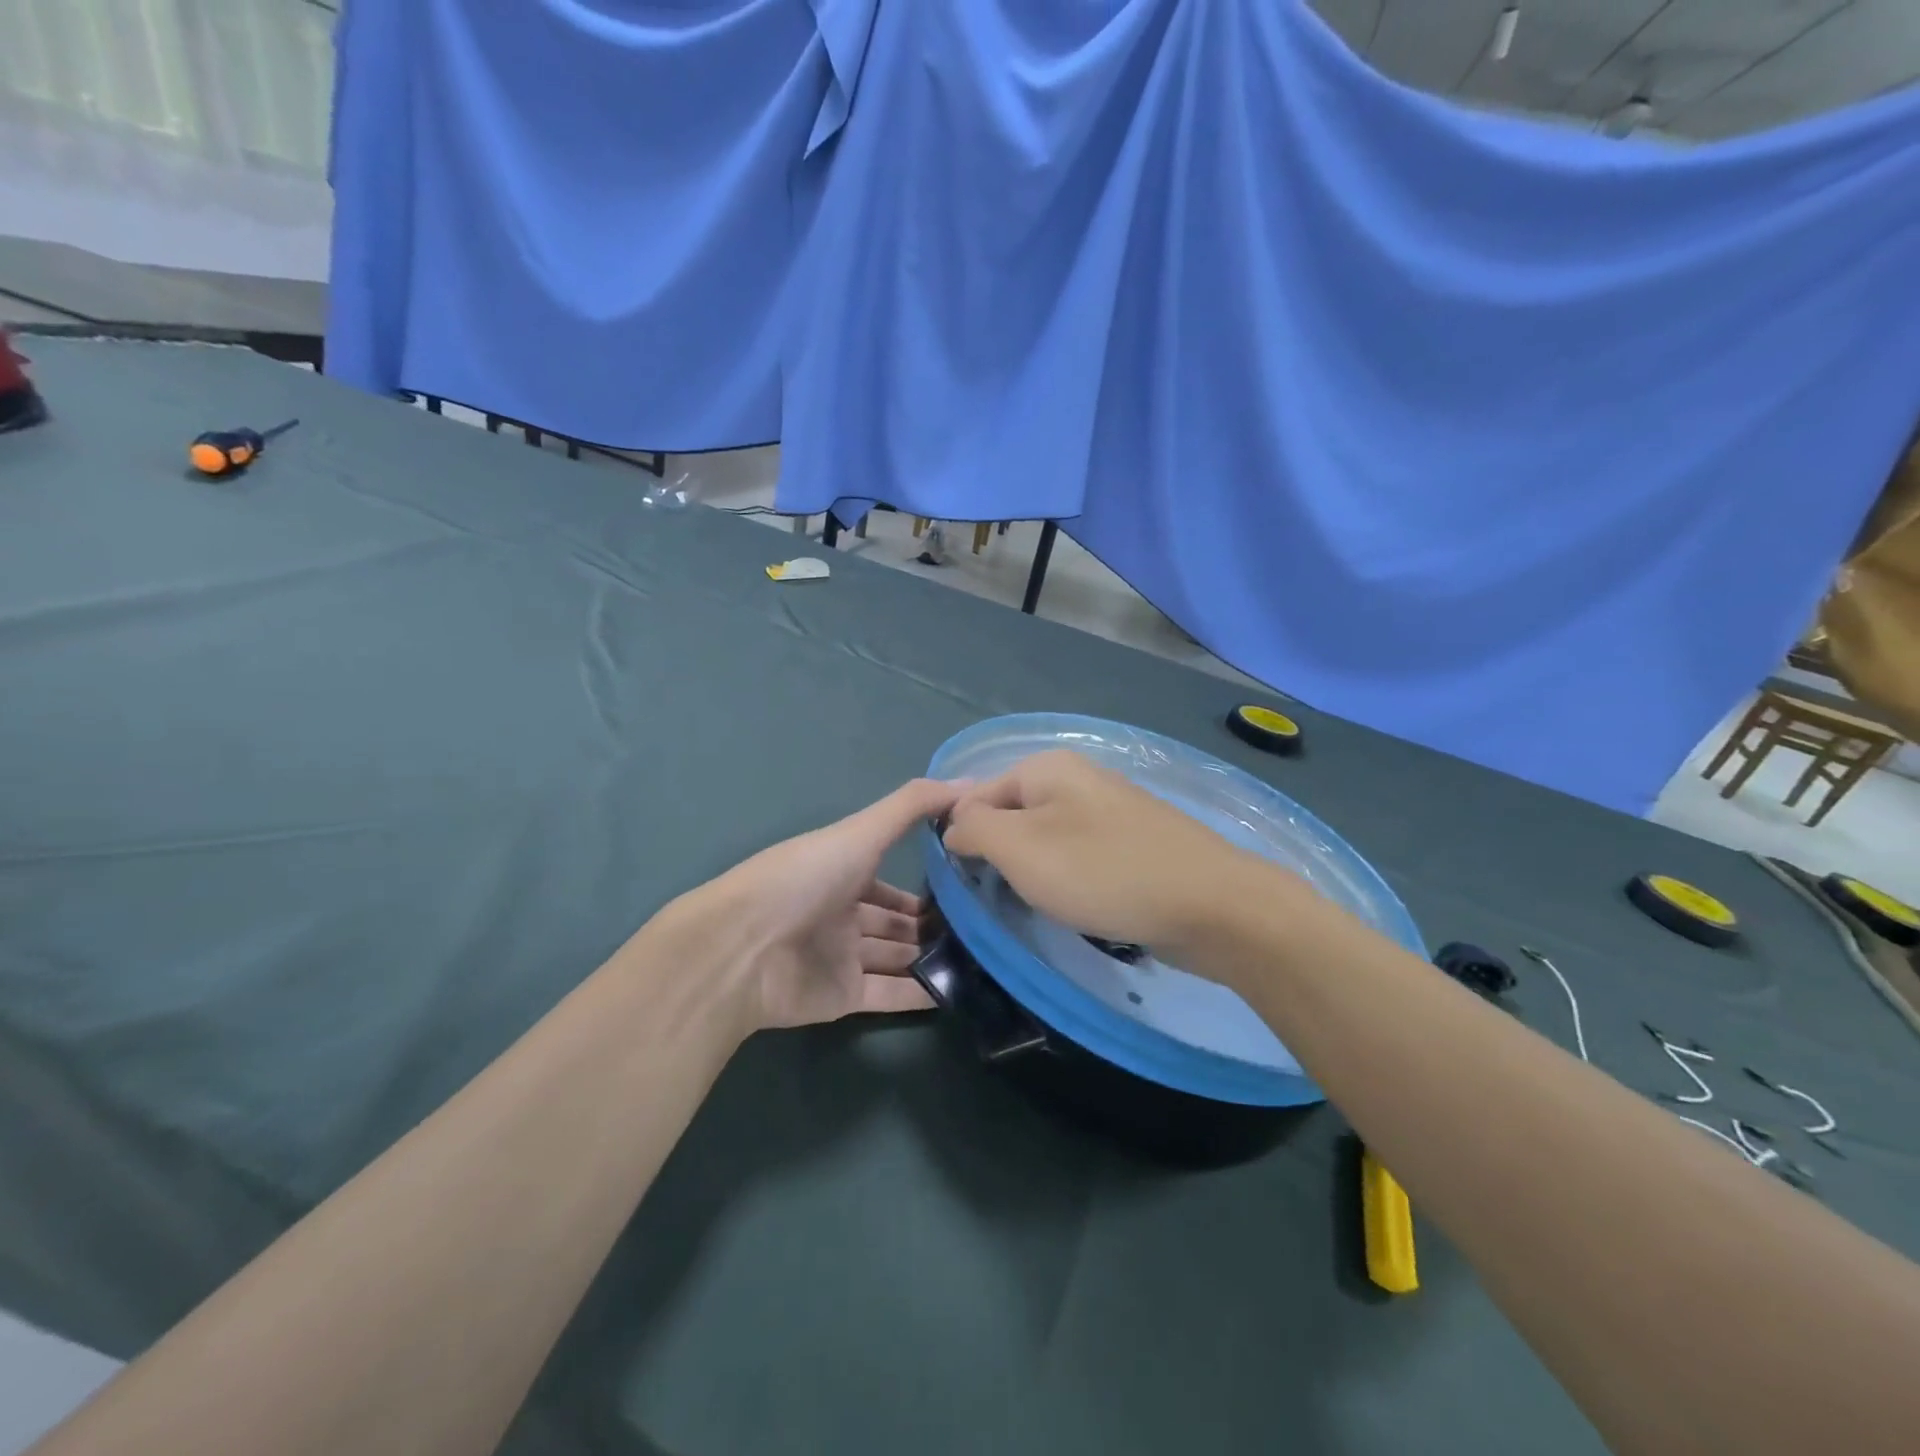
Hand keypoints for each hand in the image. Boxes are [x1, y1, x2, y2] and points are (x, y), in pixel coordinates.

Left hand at [680, 778, 963, 1030]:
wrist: (743, 948)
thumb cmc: (803, 879)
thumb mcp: (861, 831)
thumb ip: (912, 806)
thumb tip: (970, 783)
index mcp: (840, 873)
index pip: (890, 880)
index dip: (926, 881)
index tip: (970, 882)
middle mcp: (841, 914)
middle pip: (895, 921)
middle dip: (932, 924)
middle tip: (983, 927)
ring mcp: (841, 958)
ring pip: (896, 958)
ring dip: (932, 958)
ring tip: (984, 958)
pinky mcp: (842, 998)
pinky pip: (890, 995)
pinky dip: (921, 994)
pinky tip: (960, 991)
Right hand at [942, 749, 1254, 955]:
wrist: (1210, 905)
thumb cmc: (1102, 872)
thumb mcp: (1019, 847)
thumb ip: (973, 828)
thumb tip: (953, 826)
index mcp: (1046, 766)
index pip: (974, 795)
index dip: (960, 837)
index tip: (962, 883)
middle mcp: (1078, 777)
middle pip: (1012, 815)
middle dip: (1000, 855)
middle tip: (1001, 897)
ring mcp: (1110, 809)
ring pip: (1046, 838)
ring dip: (1034, 872)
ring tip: (1039, 905)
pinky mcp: (1134, 842)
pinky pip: (1081, 856)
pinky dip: (1069, 880)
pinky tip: (1078, 905)